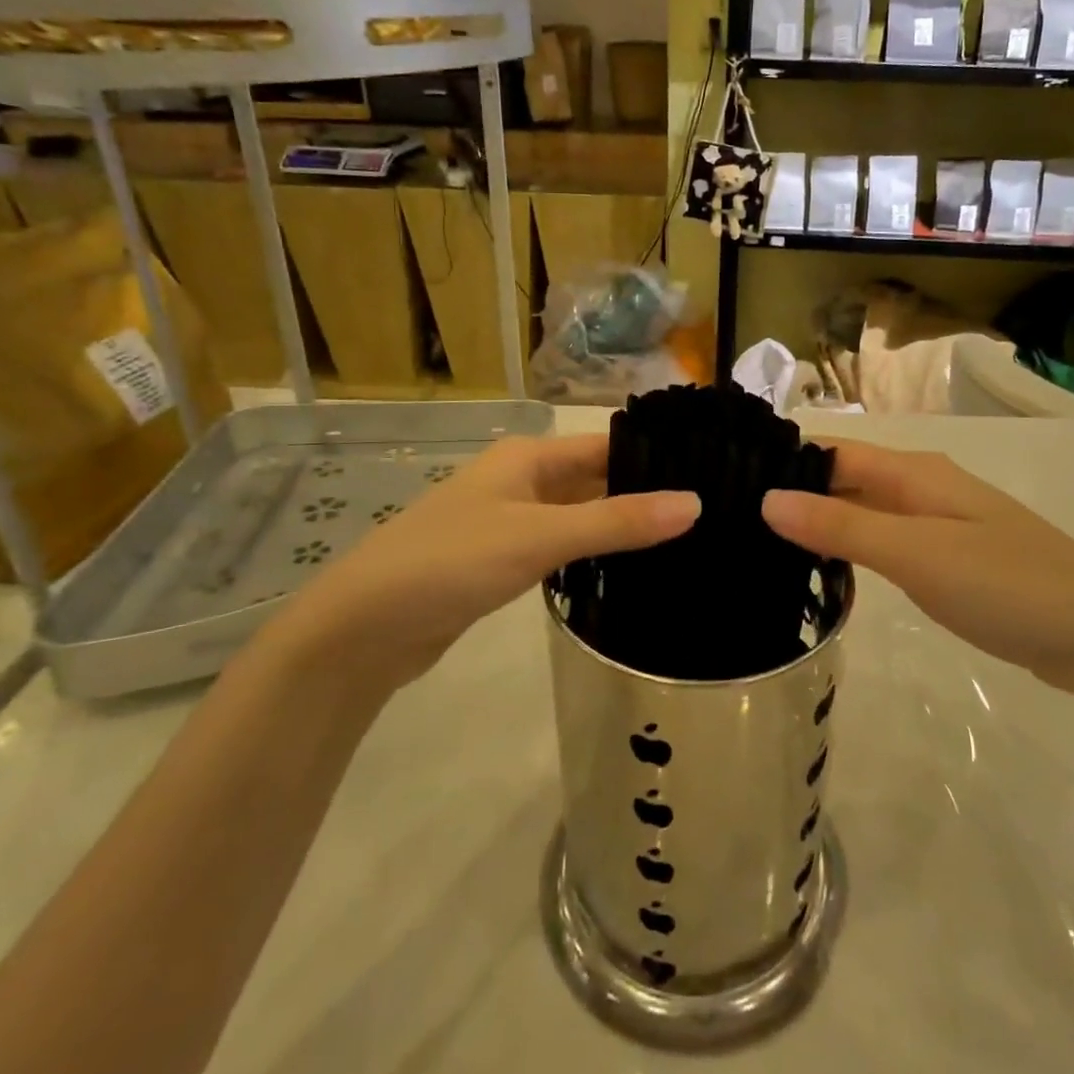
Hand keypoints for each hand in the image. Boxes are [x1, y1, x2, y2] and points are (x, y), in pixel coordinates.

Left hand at [271, 434, 699, 696]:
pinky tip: (628, 571)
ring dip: (620, 526)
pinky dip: (592, 554)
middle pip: (595, 479)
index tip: (709, 476)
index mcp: (529, 456)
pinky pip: (561, 547)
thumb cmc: (452, 561)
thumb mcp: (541, 536)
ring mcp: (511, 522)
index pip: (606, 445)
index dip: (654, 458)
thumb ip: (618, 522)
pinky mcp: (503, 561)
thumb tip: (695, 503)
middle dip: (642, 494)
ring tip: (684, 542)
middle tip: (707, 515)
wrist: (364, 627)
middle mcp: (522, 480)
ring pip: (580, 515)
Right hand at [762, 440, 1073, 697]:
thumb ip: (842, 525)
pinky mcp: (948, 561)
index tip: (728, 488)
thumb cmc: (1008, 586)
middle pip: (843, 480)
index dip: (782, 464)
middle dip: (795, 497)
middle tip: (734, 527)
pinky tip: (823, 576)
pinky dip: (851, 553)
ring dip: (820, 526)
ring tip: (762, 550)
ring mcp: (937, 525)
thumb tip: (767, 499)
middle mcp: (921, 488)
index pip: (830, 451)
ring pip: (862, 513)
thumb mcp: (916, 554)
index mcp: (913, 473)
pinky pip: (884, 544)